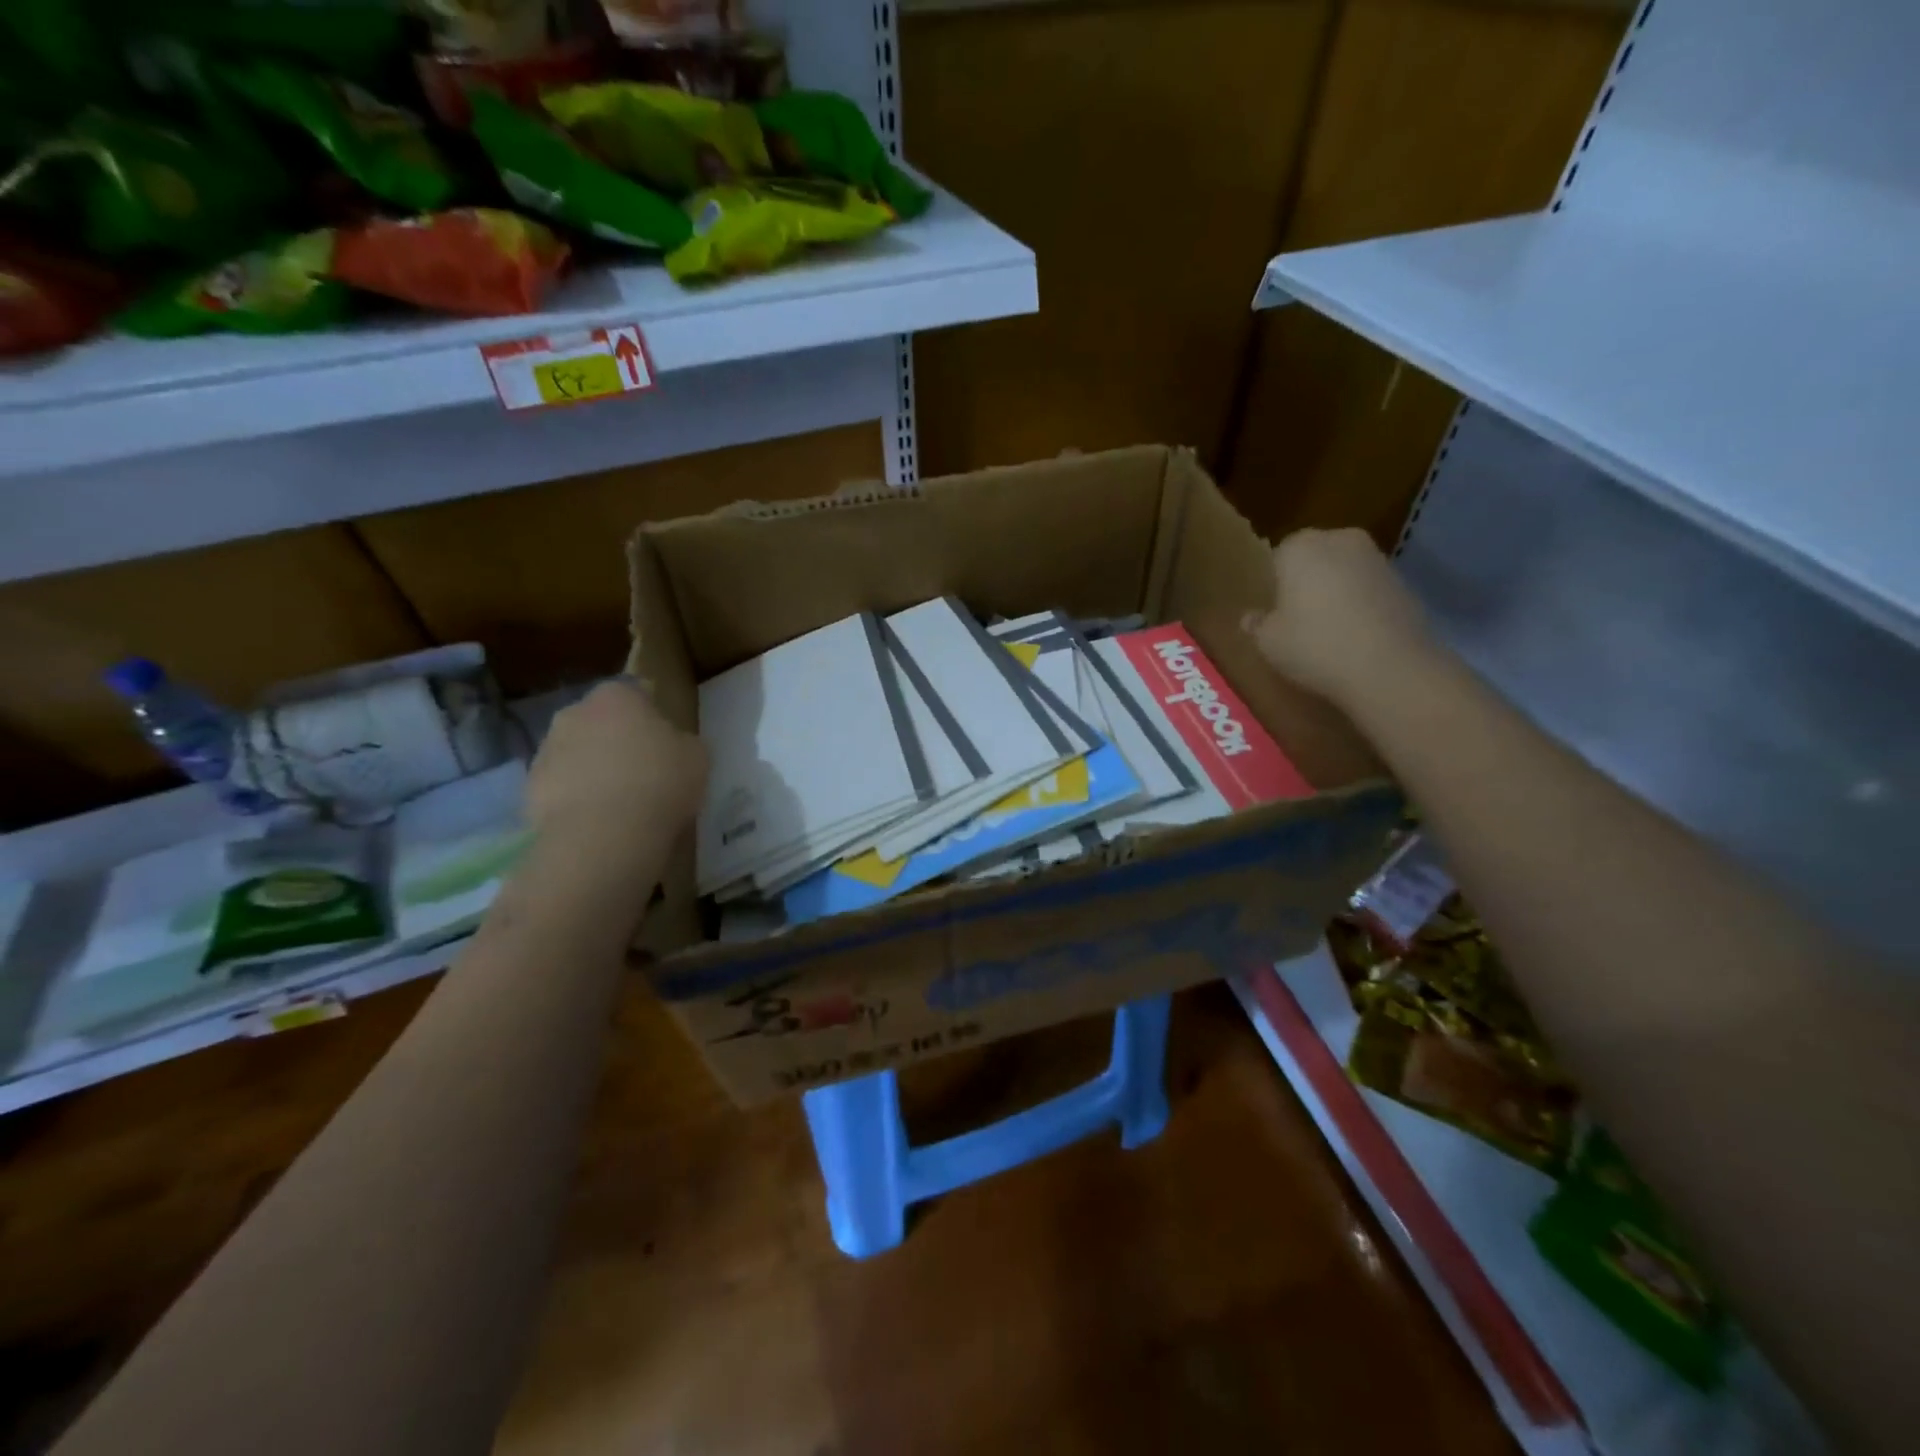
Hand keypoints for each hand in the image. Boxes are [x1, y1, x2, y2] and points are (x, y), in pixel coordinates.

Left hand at [524, 679, 706, 872]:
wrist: (603, 835)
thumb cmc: (660, 782)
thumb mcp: (696, 756)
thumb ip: (680, 741)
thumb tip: (669, 745)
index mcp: (616, 696)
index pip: (635, 693)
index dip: (650, 717)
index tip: (664, 741)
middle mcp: (574, 713)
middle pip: (599, 722)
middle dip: (615, 740)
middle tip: (642, 771)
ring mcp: (546, 751)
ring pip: (576, 754)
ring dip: (593, 770)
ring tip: (619, 804)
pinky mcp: (529, 789)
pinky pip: (561, 788)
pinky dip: (576, 800)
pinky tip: (598, 823)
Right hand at [1243, 528, 1438, 708]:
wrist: (1389, 667)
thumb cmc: (1314, 646)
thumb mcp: (1269, 642)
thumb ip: (1257, 624)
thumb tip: (1251, 617)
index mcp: (1300, 547)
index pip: (1278, 554)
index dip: (1274, 582)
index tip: (1272, 608)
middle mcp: (1340, 541)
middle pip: (1315, 557)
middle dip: (1307, 580)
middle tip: (1296, 617)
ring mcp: (1378, 559)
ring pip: (1344, 571)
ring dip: (1336, 591)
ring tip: (1327, 630)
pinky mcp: (1405, 583)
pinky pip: (1369, 590)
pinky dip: (1361, 605)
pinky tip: (1355, 637)